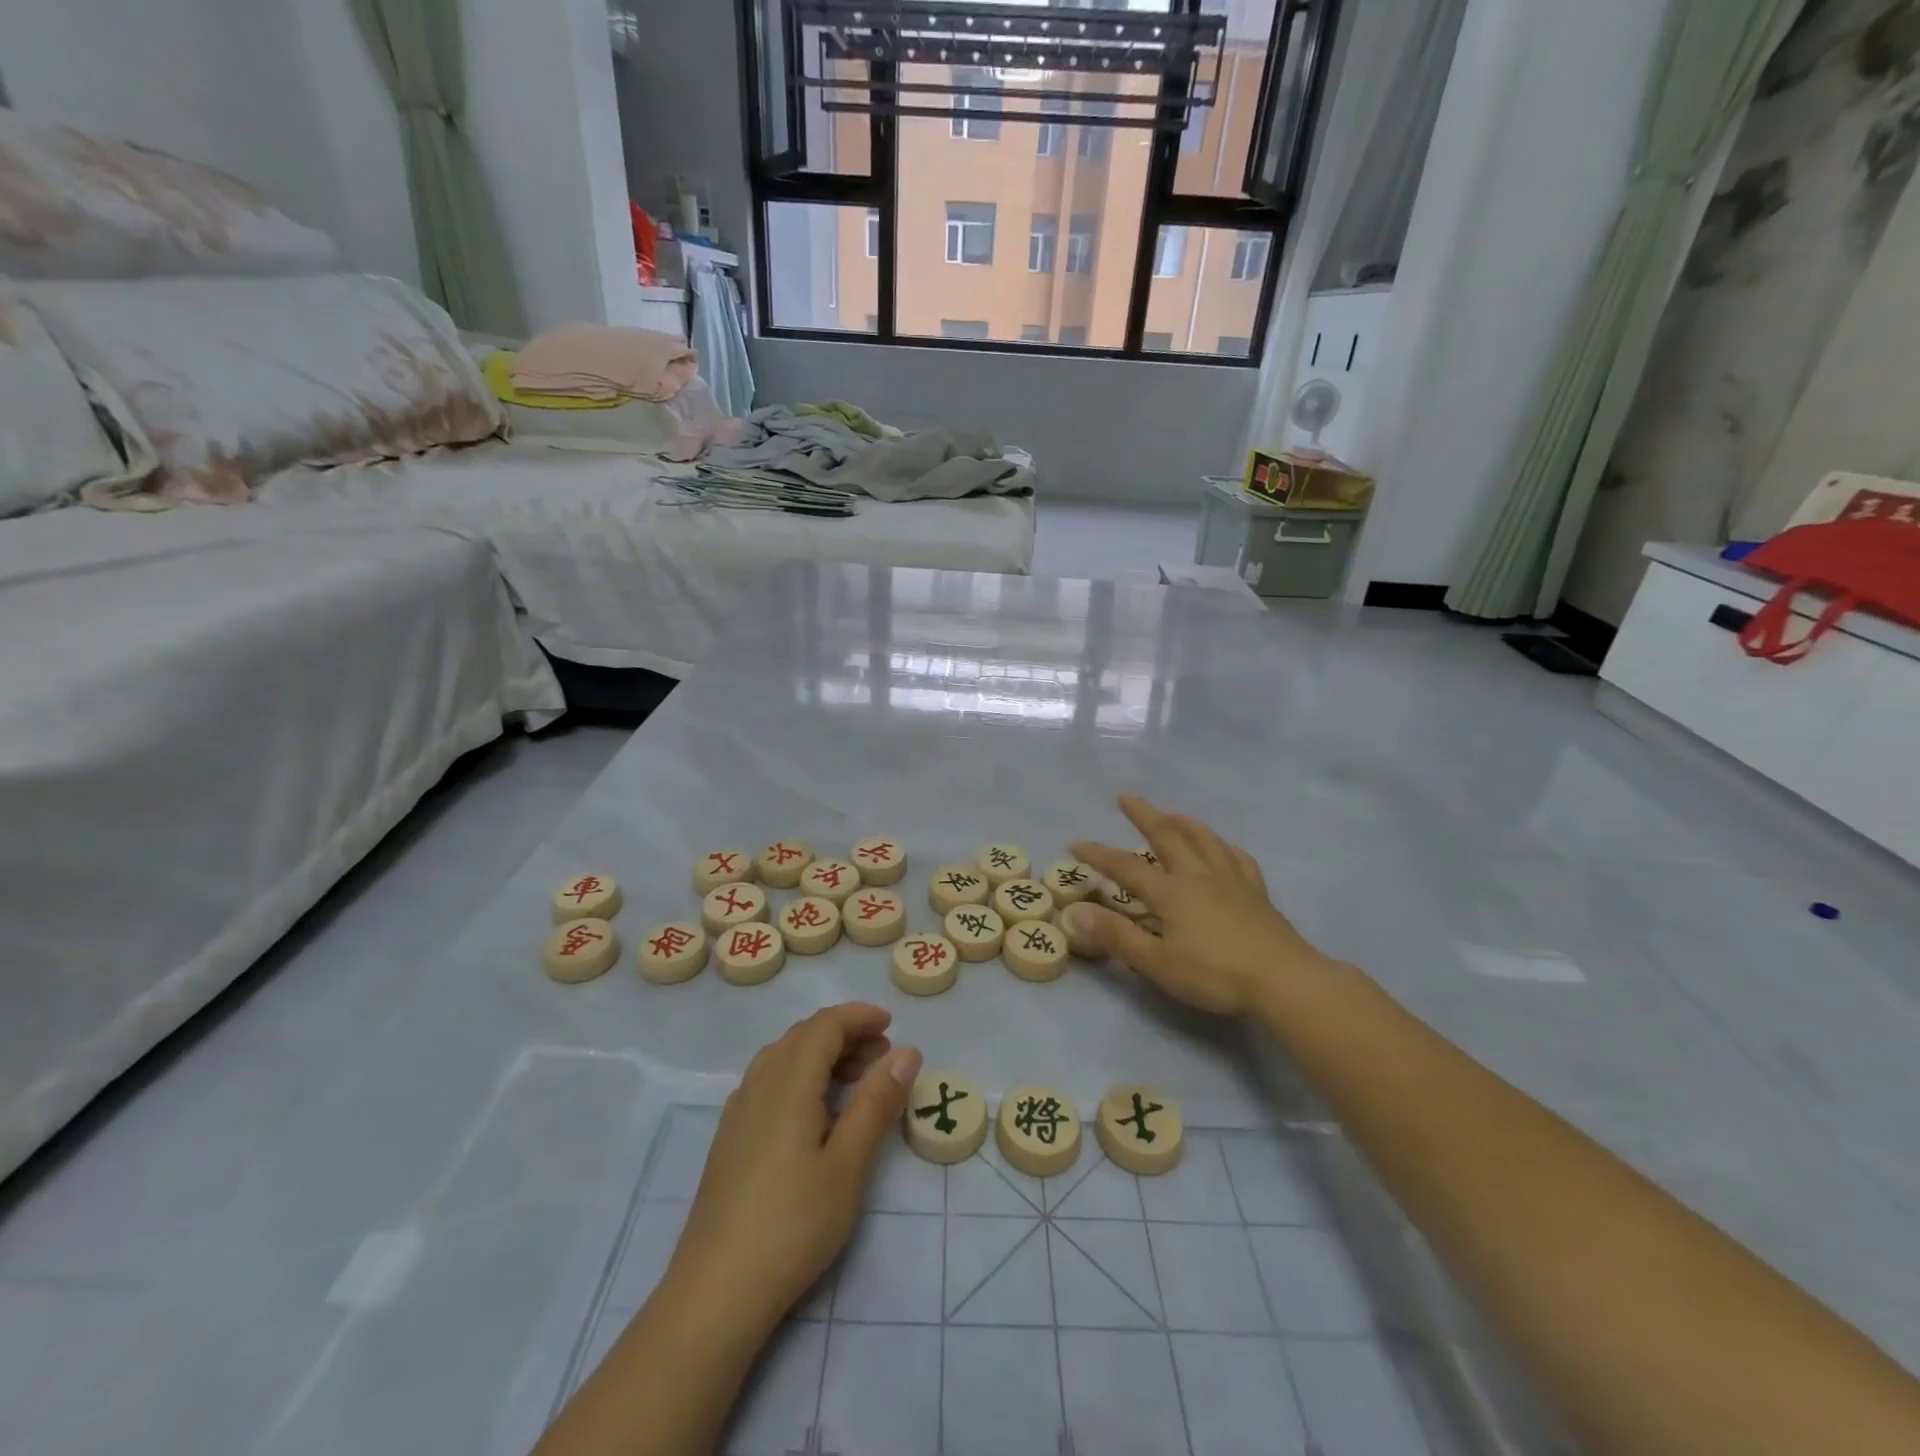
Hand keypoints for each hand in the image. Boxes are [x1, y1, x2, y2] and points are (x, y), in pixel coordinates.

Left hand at [666, 1004, 922, 1335]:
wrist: (716, 1291)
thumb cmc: (792, 1224)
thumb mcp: (848, 1164)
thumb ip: (877, 1102)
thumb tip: (906, 1051)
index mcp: (789, 1081)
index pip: (825, 1025)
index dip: (859, 1017)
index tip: (891, 1025)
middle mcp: (759, 1083)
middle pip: (803, 1035)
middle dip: (846, 1035)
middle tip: (883, 1057)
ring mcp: (739, 1110)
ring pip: (784, 1057)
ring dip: (822, 1054)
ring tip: (857, 1082)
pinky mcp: (730, 1137)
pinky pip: (769, 1080)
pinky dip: (801, 1075)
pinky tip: (815, 1111)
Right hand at [1068, 794, 1325, 1015]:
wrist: (1283, 979)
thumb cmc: (1214, 974)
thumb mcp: (1157, 962)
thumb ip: (1116, 936)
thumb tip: (1075, 913)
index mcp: (1171, 892)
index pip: (1125, 867)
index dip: (1099, 854)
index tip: (1075, 844)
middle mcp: (1198, 876)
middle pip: (1168, 836)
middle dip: (1144, 815)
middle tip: (1127, 797)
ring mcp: (1231, 880)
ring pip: (1204, 839)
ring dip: (1183, 822)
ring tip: (1172, 813)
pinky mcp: (1256, 892)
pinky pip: (1237, 858)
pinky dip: (1224, 846)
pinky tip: (1223, 847)